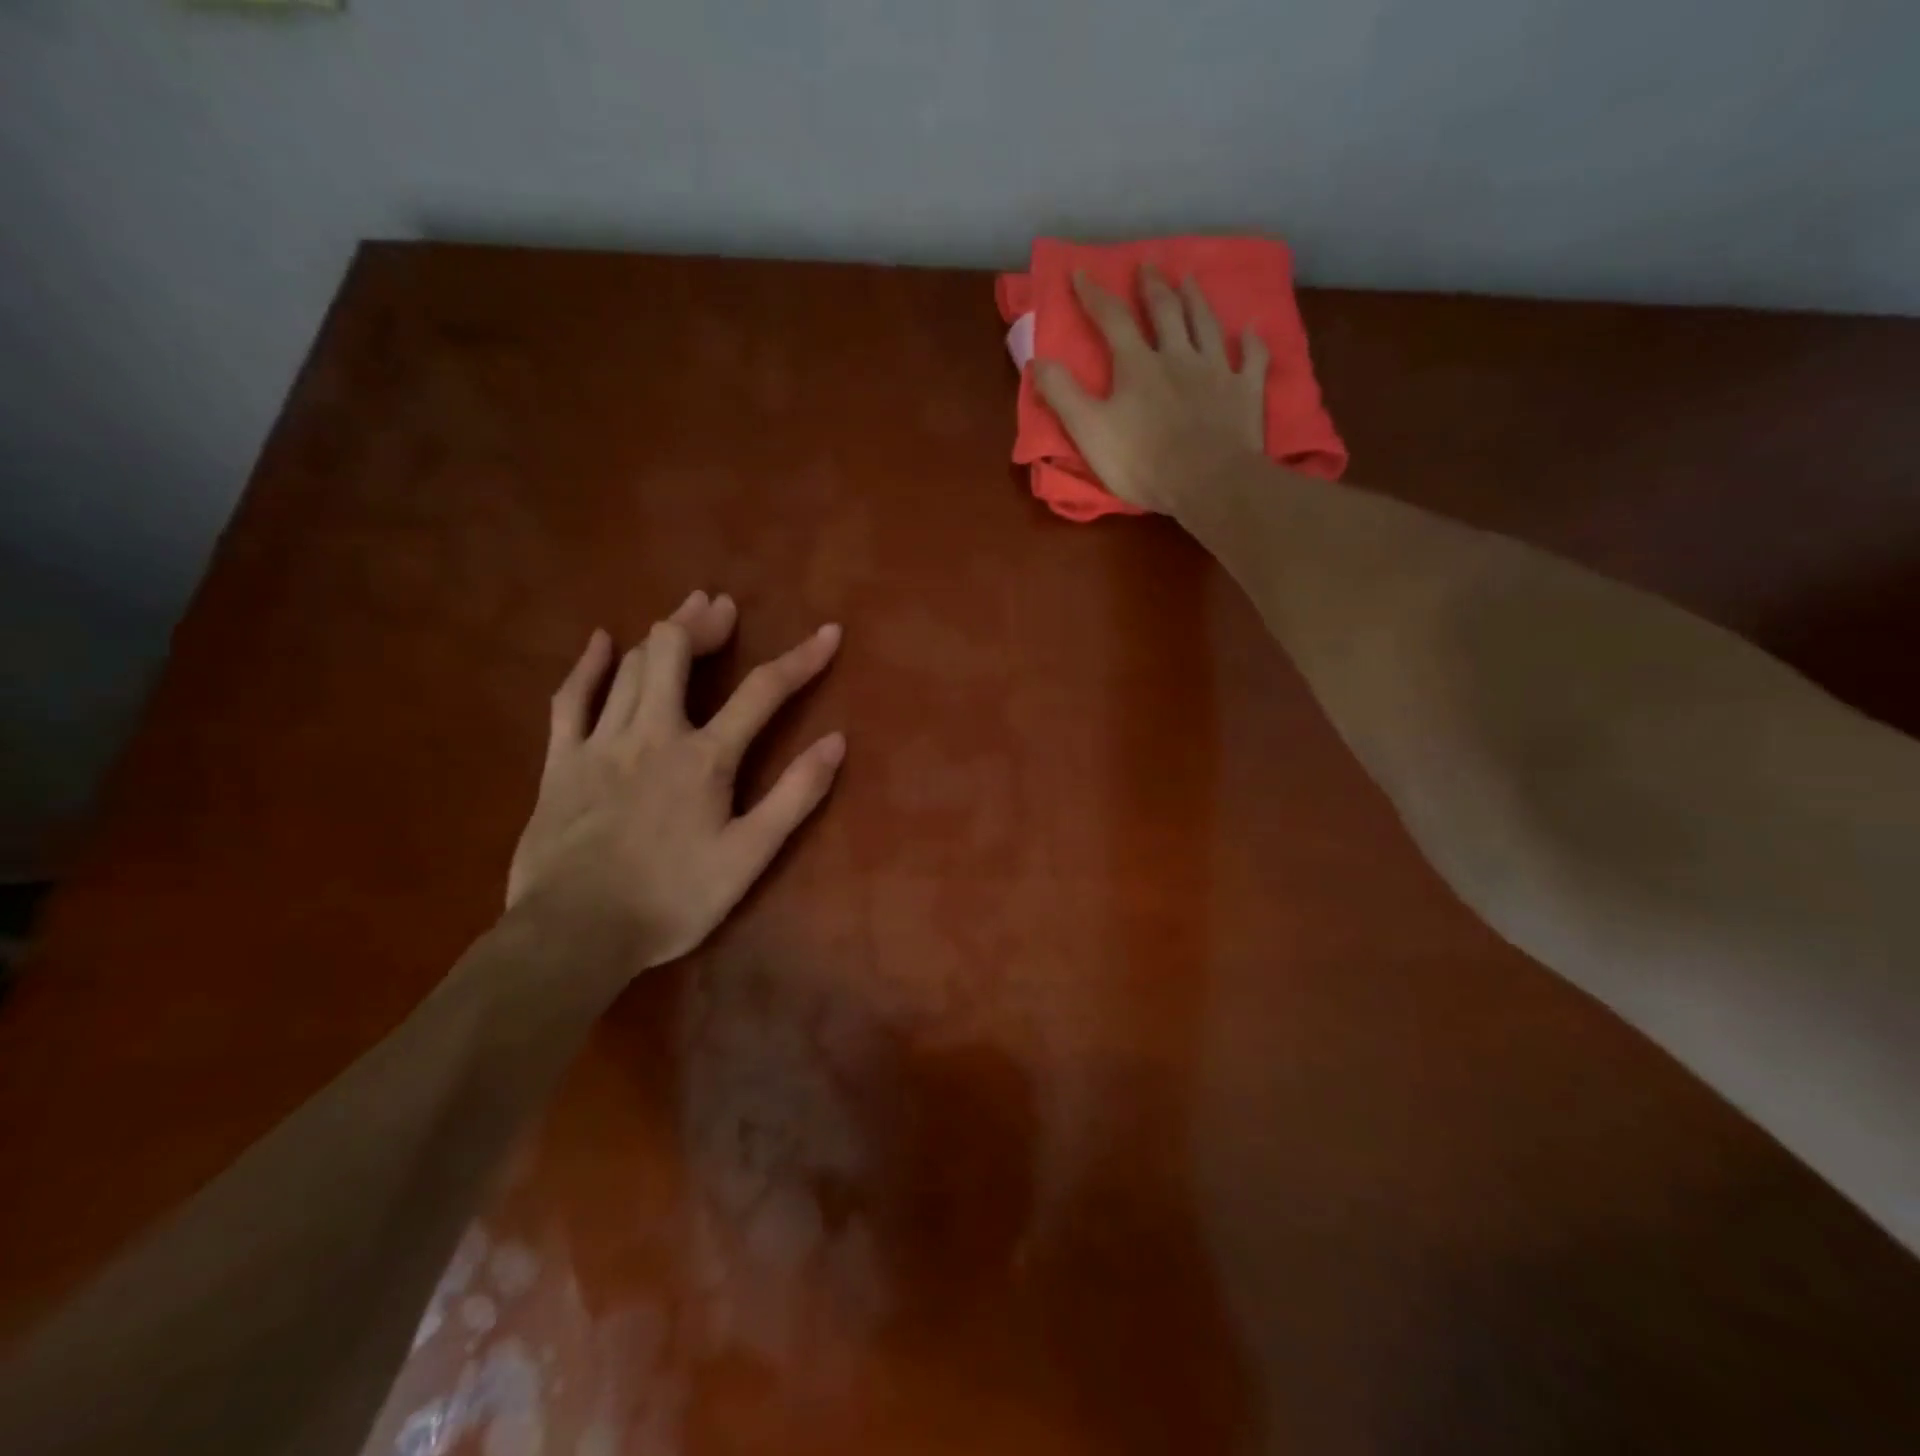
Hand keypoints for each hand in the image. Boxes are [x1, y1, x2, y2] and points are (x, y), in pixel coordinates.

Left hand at [506, 590, 845, 966]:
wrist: (575, 933)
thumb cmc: (672, 898)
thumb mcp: (750, 856)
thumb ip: (794, 796)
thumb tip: (836, 742)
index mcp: (705, 757)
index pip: (764, 692)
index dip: (801, 658)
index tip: (829, 632)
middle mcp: (654, 733)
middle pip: (676, 653)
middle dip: (705, 624)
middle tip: (724, 609)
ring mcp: (602, 742)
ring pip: (629, 666)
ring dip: (661, 633)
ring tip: (684, 613)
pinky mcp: (562, 761)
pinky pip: (571, 698)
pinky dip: (588, 665)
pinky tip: (600, 641)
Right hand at [1036, 265, 1269, 515]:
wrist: (1208, 482)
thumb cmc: (1143, 461)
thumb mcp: (1089, 431)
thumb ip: (1063, 395)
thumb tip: (1037, 360)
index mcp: (1138, 365)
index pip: (1112, 320)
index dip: (1094, 295)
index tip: (1081, 273)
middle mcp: (1178, 356)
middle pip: (1165, 312)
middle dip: (1152, 287)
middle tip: (1148, 264)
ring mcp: (1217, 371)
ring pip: (1206, 325)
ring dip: (1197, 300)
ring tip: (1190, 280)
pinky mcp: (1245, 392)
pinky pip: (1252, 359)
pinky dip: (1251, 343)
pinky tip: (1251, 331)